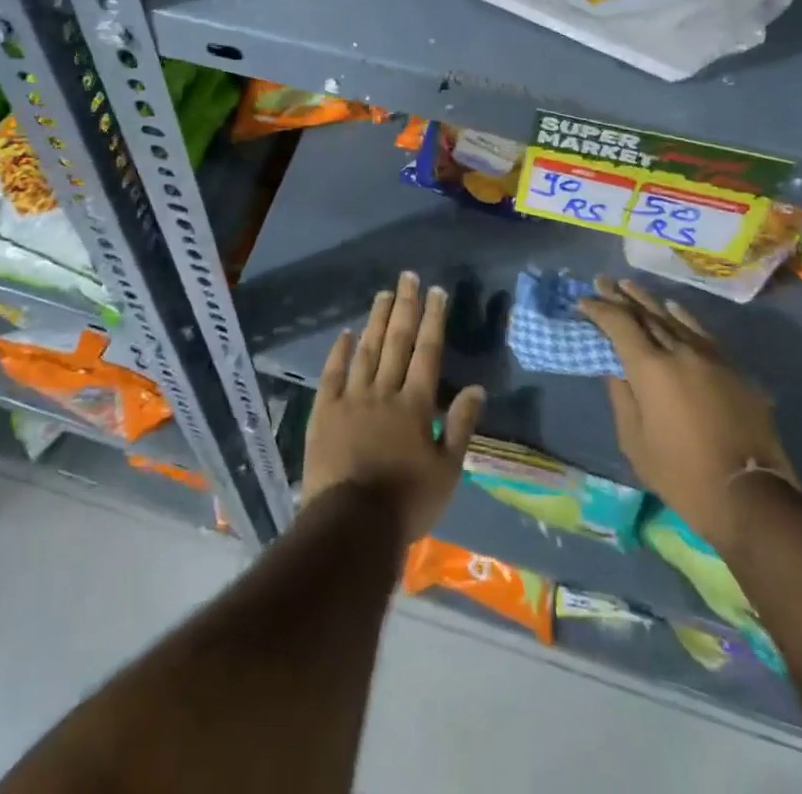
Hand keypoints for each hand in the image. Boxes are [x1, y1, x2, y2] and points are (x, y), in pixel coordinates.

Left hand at [302, 271, 486, 544]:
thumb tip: (478, 388)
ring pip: (366, 350)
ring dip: (376, 320)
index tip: (436, 291)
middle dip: (405, 307)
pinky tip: (346, 333)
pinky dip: (340, 351)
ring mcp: (351, 398)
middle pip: (396, 341)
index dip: (433, 319)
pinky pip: (332, 374)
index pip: (427, 352)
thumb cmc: (406, 501)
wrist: (351, 525)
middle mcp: (384, 392)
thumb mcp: (447, 471)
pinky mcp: (324, 412)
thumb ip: (461, 426)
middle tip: (408, 277)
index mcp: (415, 405)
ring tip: (383, 294)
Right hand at [580, 277, 795, 550]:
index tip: (582, 302)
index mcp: (650, 368)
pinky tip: (673, 307)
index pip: (619, 325)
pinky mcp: (732, 370)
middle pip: (645, 315)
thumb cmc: (681, 474)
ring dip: (648, 302)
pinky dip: (683, 317)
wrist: (750, 496)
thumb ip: (621, 397)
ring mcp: (710, 358)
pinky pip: (702, 333)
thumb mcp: (635, 441)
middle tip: (602, 281)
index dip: (599, 310)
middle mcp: (679, 352)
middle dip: (620, 298)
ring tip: (629, 286)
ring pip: (673, 319)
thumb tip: (615, 369)